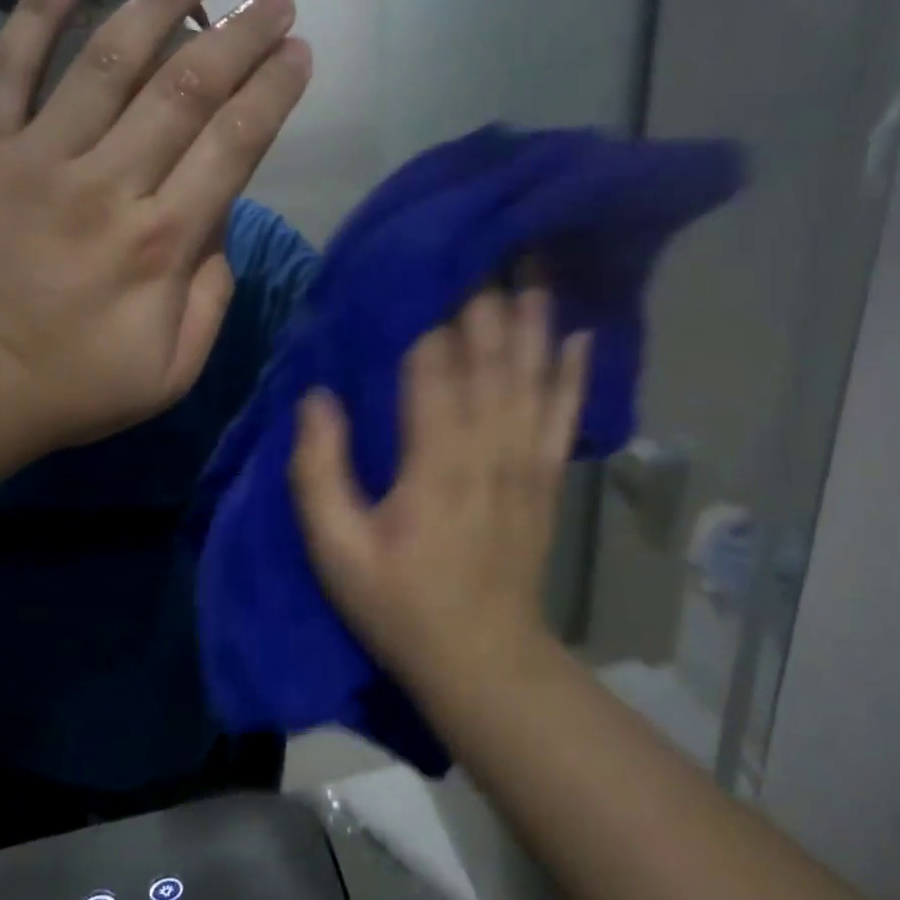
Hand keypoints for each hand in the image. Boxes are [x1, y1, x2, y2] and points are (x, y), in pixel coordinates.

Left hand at [0, 0, 310, 453]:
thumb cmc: (66, 390)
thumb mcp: (169, 374)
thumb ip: (210, 300)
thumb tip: (220, 231)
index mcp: (163, 246)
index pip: (235, 147)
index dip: (273, 93)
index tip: (298, 53)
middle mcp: (110, 186)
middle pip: (187, 91)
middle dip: (239, 37)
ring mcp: (39, 160)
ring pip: (109, 62)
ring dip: (158, 4)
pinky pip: (8, 66)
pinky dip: (36, 12)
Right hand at [289, 290, 589, 684]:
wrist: (483, 659)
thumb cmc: (400, 605)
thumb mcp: (337, 551)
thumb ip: (320, 472)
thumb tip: (317, 399)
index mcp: (433, 461)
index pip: (431, 367)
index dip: (426, 313)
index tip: (419, 264)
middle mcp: (487, 448)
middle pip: (488, 357)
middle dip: (483, 298)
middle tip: (482, 240)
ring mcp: (524, 463)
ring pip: (531, 375)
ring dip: (533, 319)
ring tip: (535, 264)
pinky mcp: (545, 480)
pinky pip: (564, 414)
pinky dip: (574, 373)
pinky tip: (581, 336)